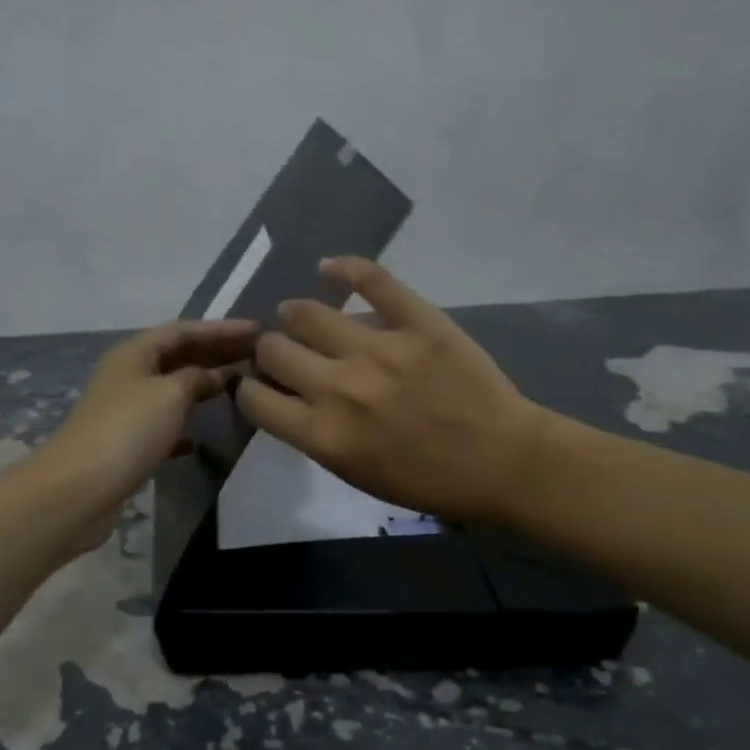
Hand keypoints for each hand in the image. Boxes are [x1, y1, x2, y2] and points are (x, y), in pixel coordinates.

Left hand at [41, 318, 259, 546]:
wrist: (80, 488)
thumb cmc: (128, 430)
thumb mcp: (170, 394)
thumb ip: (198, 378)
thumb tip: (216, 375)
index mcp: (134, 353)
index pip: (183, 330)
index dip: (220, 329)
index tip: (257, 331)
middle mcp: (127, 375)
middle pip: (177, 356)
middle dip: (214, 353)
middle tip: (255, 356)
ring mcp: (125, 410)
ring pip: (171, 390)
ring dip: (201, 386)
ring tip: (237, 387)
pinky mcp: (126, 444)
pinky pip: (162, 425)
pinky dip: (183, 425)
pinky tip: (199, 438)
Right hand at [237, 258, 541, 524]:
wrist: (501, 463)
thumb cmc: (426, 481)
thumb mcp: (356, 473)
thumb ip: (313, 434)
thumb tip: (286, 394)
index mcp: (323, 434)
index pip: (254, 398)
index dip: (249, 388)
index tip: (261, 384)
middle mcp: (340, 388)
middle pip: (273, 349)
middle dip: (269, 350)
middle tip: (286, 352)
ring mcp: (380, 349)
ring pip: (308, 313)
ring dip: (295, 314)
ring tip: (301, 316)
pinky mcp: (418, 321)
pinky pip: (373, 280)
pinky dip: (345, 268)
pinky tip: (329, 269)